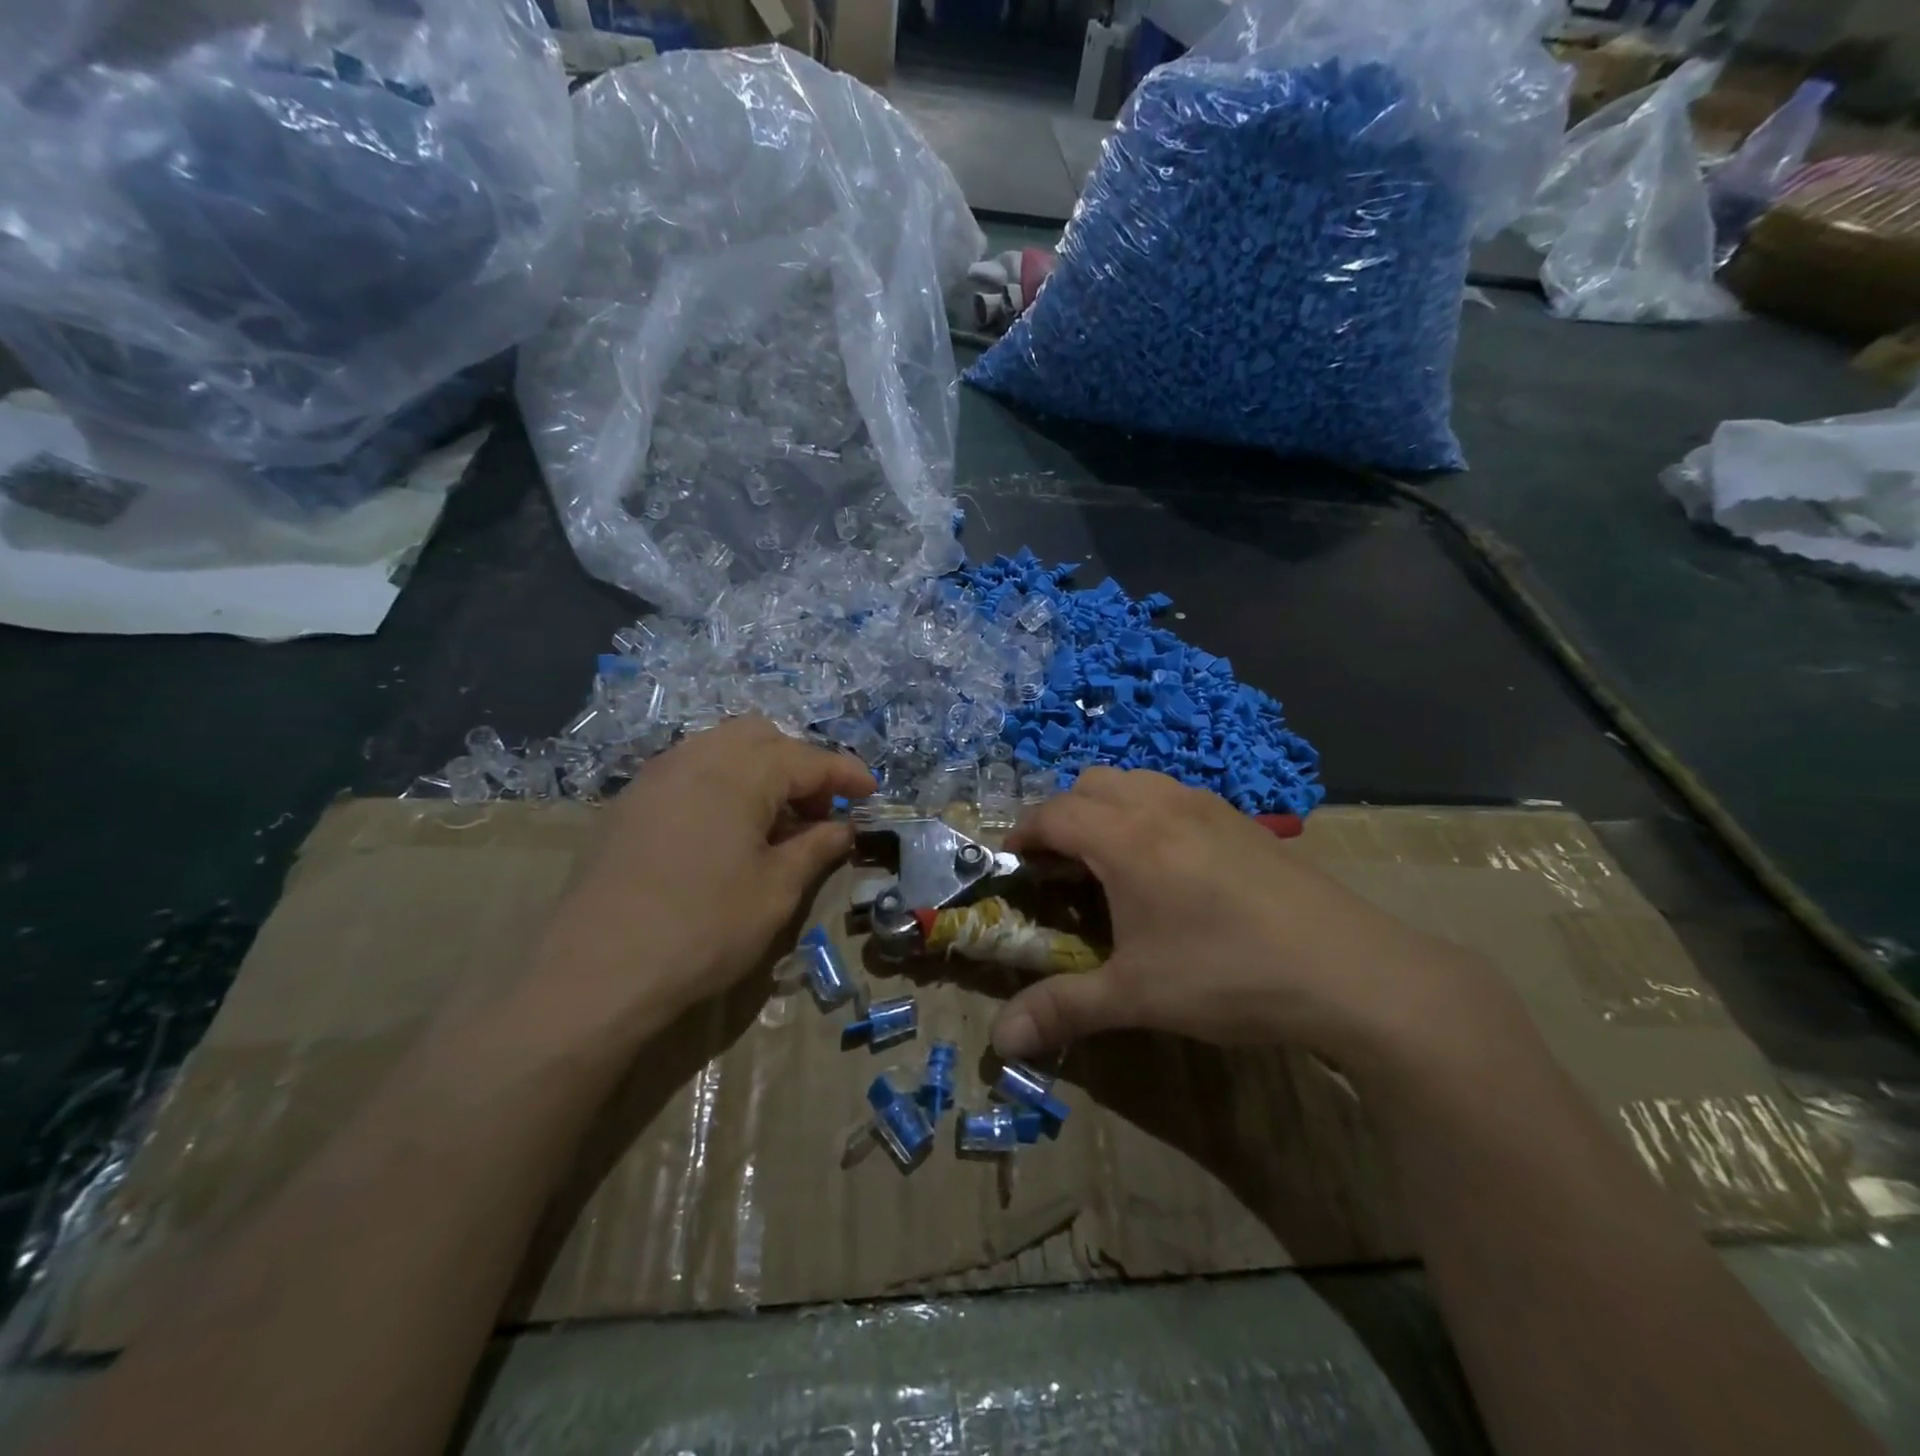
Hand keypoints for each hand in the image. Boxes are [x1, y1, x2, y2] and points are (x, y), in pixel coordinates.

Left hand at [522, 717, 873, 1049]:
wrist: (595, 971)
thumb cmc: (703, 929)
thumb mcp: (777, 891)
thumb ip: (816, 848)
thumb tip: (842, 827)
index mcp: (742, 772)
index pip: (809, 759)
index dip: (846, 775)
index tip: (871, 794)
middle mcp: (697, 757)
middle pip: (762, 736)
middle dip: (798, 764)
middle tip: (816, 812)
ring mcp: (656, 776)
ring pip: (721, 747)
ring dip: (758, 770)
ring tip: (772, 821)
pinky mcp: (628, 802)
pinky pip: (689, 770)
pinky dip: (721, 783)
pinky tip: (724, 830)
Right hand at [990, 768, 1506, 1071]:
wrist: (1350, 970)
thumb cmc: (1228, 975)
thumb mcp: (1137, 996)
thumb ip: (1063, 1009)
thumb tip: (999, 1041)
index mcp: (1126, 837)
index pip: (1053, 813)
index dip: (1023, 834)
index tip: (1013, 865)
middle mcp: (1161, 806)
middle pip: (1091, 784)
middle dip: (1064, 816)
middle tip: (1063, 868)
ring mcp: (1207, 806)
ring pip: (1136, 781)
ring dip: (1108, 808)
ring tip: (1113, 862)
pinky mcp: (1242, 820)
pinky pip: (1175, 794)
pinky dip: (1149, 812)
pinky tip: (1171, 866)